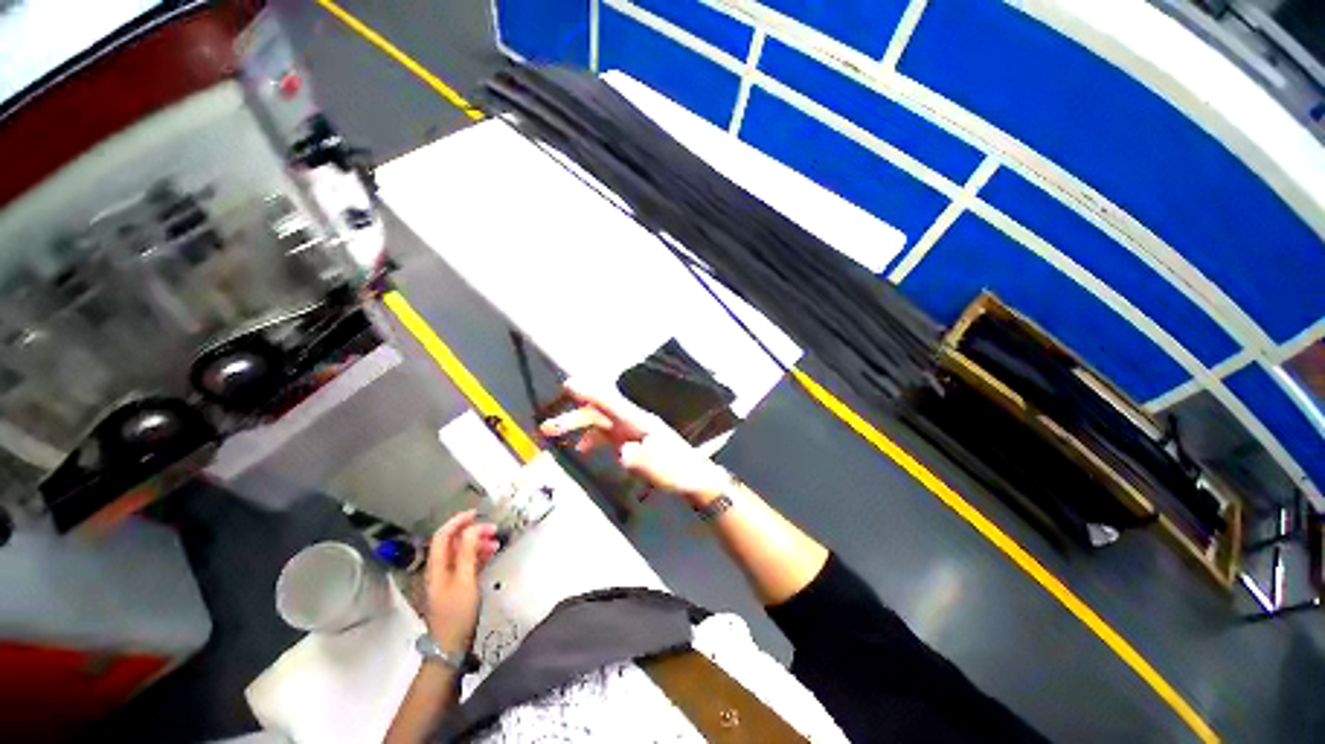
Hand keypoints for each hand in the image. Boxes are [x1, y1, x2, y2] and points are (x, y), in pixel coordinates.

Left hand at [424, 510, 498, 651]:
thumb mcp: (466, 580)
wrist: (450, 647)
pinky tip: (491, 555)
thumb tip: (472, 529)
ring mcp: (448, 580)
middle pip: (453, 543)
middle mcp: (440, 570)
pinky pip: (466, 564)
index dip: (457, 522)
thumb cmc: (458, 613)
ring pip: (462, 553)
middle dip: (472, 532)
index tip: (475, 513)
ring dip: (477, 544)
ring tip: (496, 543)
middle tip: (493, 530)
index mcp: (437, 567)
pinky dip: (478, 556)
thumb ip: (469, 553)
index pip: (443, 537)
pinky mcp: (456, 588)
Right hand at [539, 378, 730, 503]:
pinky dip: (593, 438)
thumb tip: (622, 452)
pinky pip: (608, 434)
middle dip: (574, 417)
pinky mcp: (634, 440)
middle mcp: (635, 422)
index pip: (612, 404)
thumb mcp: (662, 470)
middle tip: (547, 427)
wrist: (696, 478)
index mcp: (641, 423)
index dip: (591, 393)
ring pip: (601, 422)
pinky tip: (583, 448)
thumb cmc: (680, 472)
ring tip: (554, 434)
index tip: (569, 384)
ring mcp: (634, 430)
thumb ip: (642, 460)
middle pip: (601, 413)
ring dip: (578, 426)